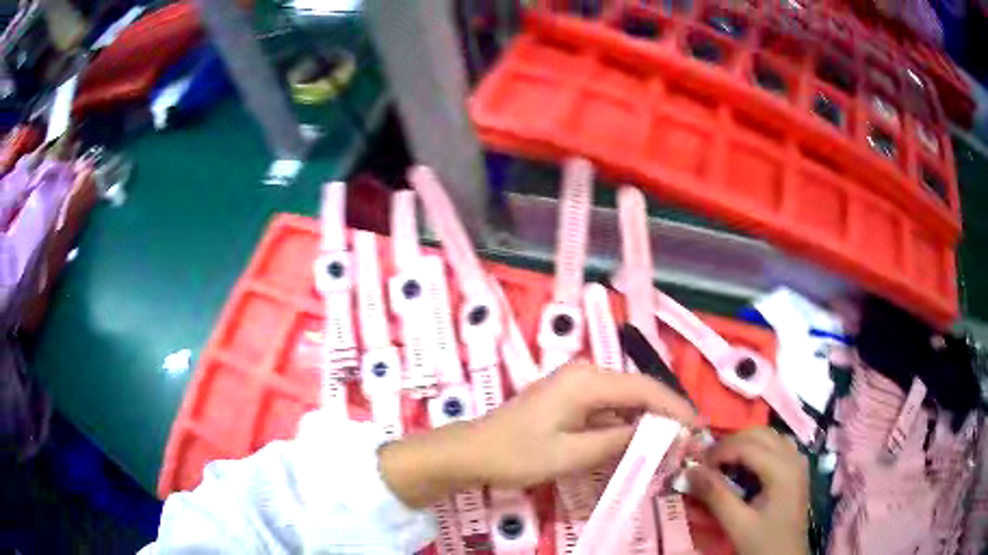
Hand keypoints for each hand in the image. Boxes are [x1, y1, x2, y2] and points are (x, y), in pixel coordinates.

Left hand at [379, 362, 695, 506]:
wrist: (472, 452)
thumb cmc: (517, 454)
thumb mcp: (572, 454)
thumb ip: (618, 441)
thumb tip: (658, 434)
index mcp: (587, 381)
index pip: (644, 389)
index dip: (675, 408)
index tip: (698, 428)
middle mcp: (585, 374)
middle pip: (637, 391)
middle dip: (664, 415)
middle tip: (687, 441)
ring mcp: (575, 385)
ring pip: (624, 400)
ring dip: (646, 421)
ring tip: (669, 444)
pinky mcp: (569, 399)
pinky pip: (607, 408)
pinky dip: (625, 425)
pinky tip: (637, 443)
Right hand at [686, 428, 809, 554]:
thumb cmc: (764, 543)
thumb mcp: (737, 524)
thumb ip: (715, 496)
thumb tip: (691, 471)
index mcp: (782, 469)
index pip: (747, 445)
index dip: (719, 451)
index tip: (696, 466)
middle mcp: (793, 457)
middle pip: (759, 434)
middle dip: (730, 443)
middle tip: (707, 463)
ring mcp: (797, 462)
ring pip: (769, 436)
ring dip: (744, 443)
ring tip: (723, 463)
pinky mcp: (796, 470)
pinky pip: (776, 446)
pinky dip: (758, 449)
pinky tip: (746, 467)